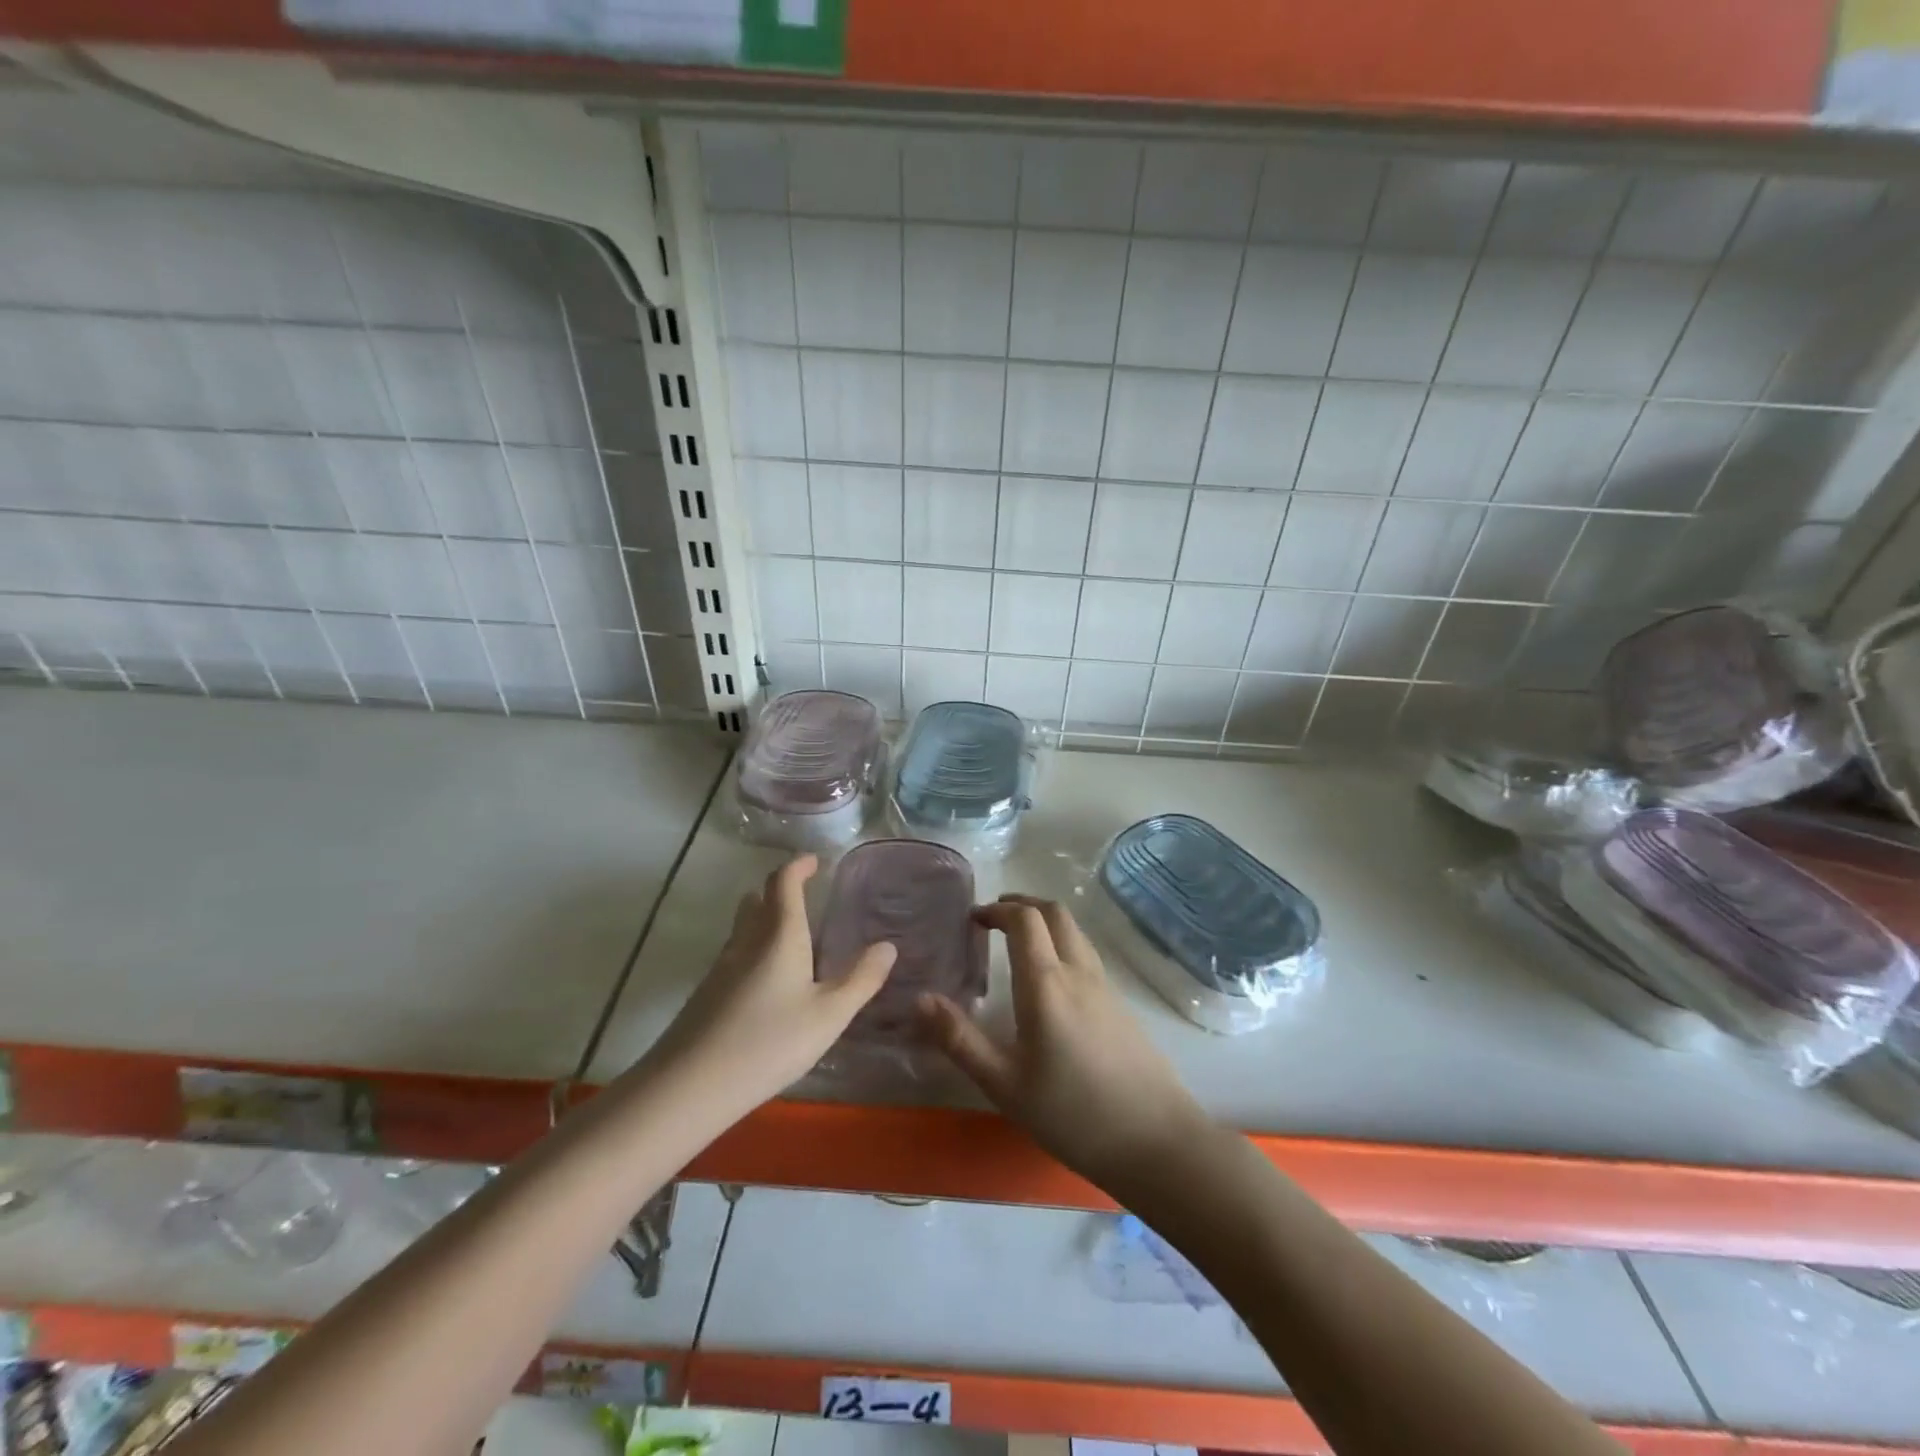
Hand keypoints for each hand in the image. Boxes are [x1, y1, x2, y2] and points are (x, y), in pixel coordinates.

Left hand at [646, 855, 895, 1114]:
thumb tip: (887, 945)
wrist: (688, 1087)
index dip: (798, 866)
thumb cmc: (768, 1043)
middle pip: (757, 900)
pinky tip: (767, 983)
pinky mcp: (706, 994)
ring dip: (764, 919)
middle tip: (804, 896)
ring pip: (743, 928)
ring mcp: (721, 967)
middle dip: (779, 890)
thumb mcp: (829, 1015)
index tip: (814, 861)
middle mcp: (746, 941)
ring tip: (791, 937)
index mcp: (778, 935)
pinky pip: (735, 955)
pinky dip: (754, 950)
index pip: (783, 882)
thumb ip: (861, 979)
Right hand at [918, 894, 1212, 1191]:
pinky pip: (1087, 955)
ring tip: (1019, 942)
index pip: (1024, 919)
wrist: (1157, 1142)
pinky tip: (1051, 980)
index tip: (973, 919)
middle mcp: (1078, 973)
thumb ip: (959, 1039)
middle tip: (994, 918)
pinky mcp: (1122, 1006)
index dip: (997, 909)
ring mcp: (1105, 987)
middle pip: (1055, 912)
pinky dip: (1062, 944)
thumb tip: (919, 999)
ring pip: (1075, 931)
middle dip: (1022, 904)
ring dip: (1045, 921)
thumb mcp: (1004, 1084)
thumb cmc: (1072, 1114)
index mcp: (1046, 983)